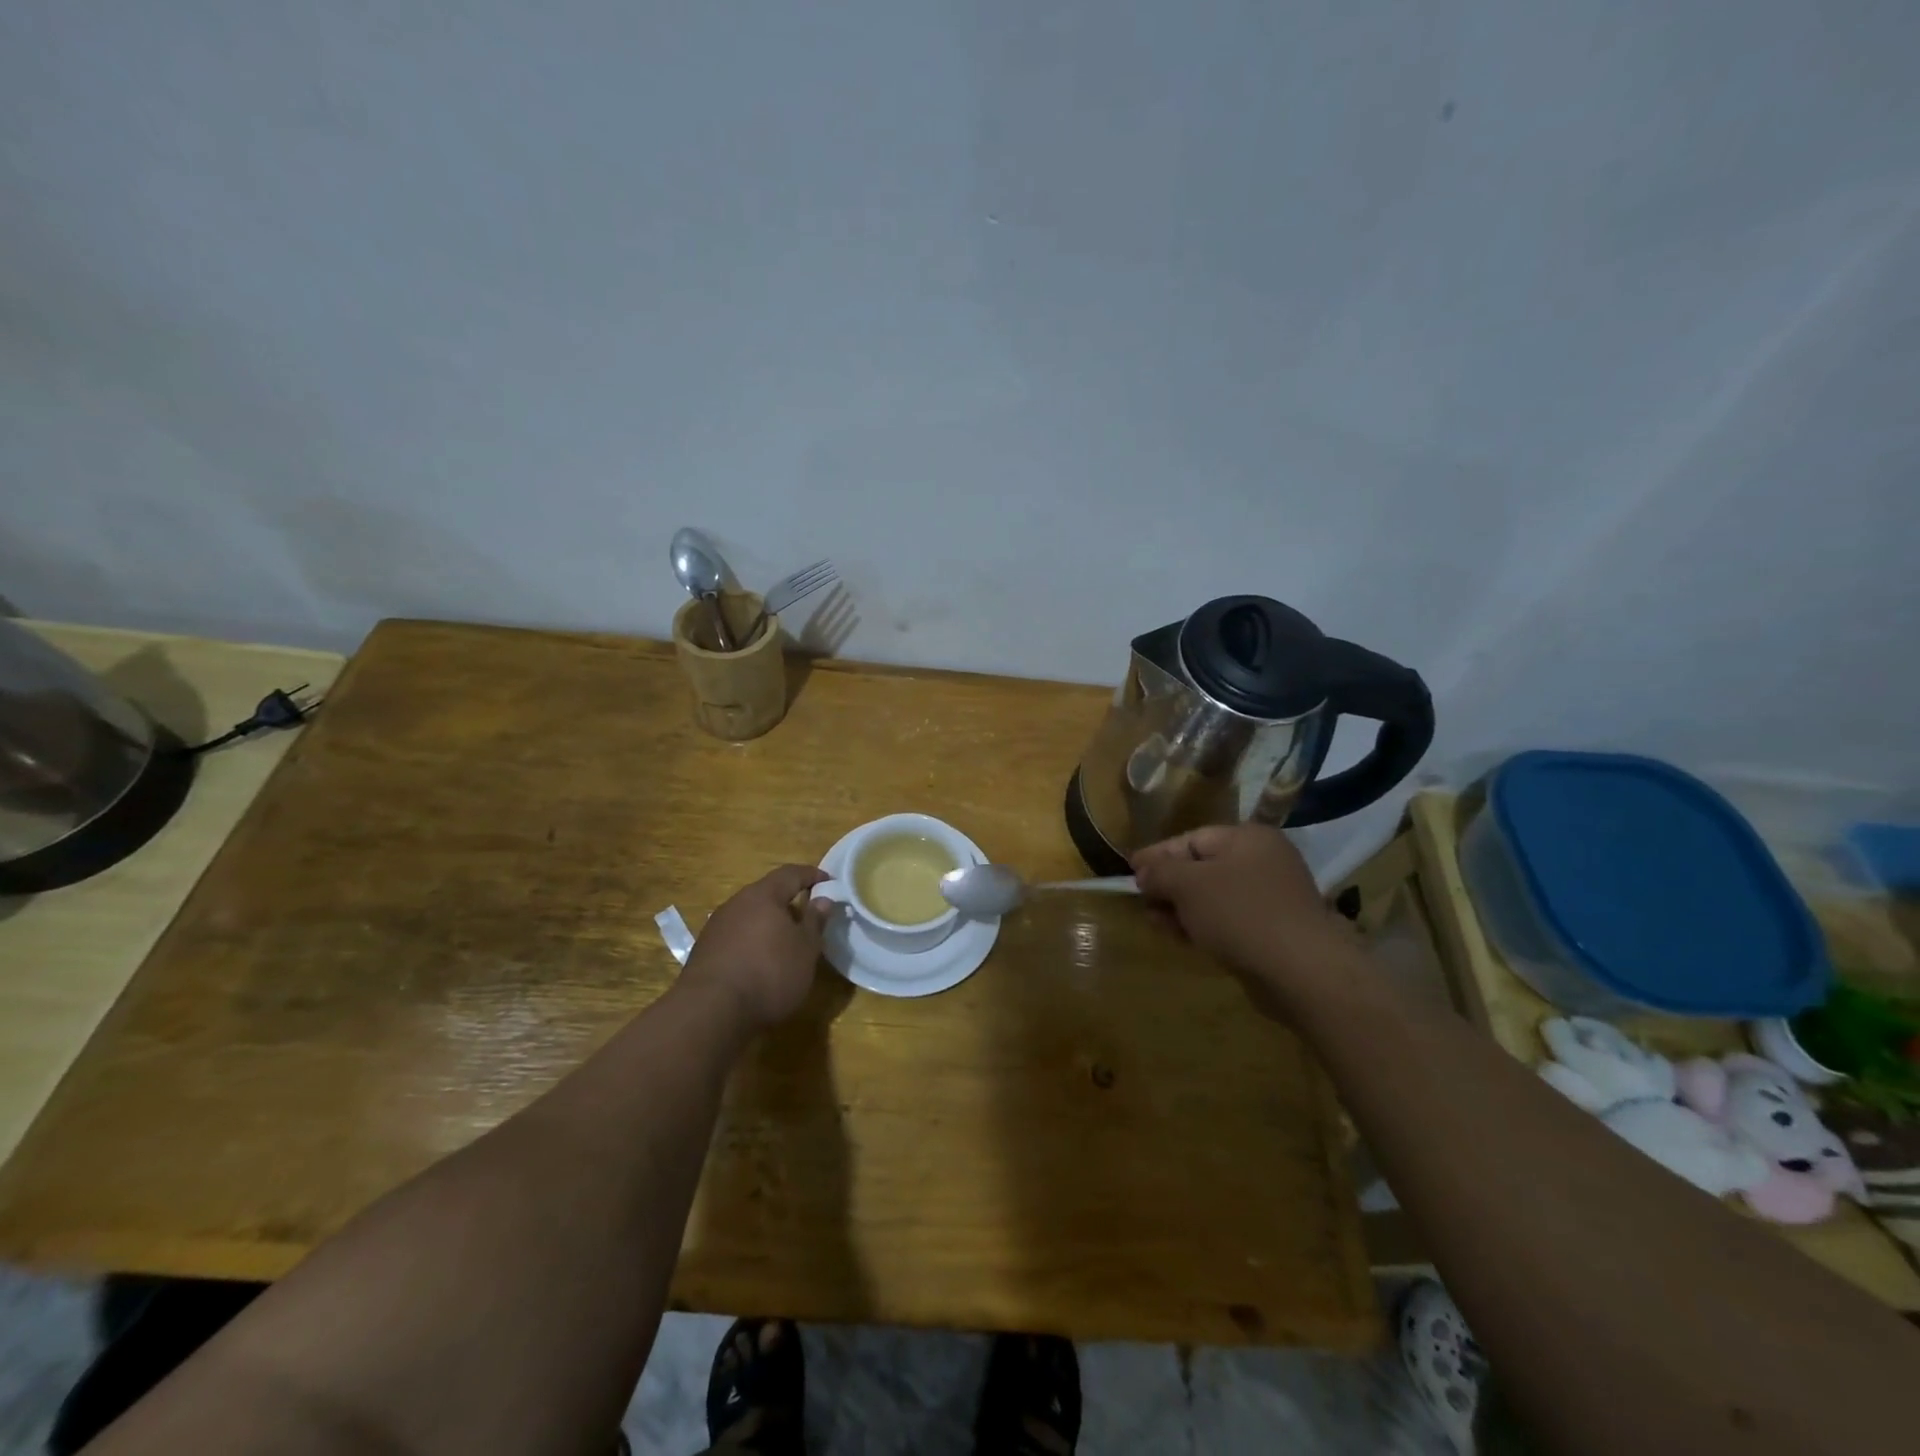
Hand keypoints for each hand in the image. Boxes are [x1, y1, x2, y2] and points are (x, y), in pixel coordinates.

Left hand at [682, 865, 832, 1031]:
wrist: (710, 1011)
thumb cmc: (769, 973)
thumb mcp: (805, 950)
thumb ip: (815, 921)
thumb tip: (823, 899)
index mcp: (763, 895)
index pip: (790, 873)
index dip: (811, 875)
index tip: (829, 881)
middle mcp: (736, 903)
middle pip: (766, 893)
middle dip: (788, 900)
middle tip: (808, 914)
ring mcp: (716, 927)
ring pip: (749, 915)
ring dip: (769, 923)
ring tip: (786, 941)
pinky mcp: (704, 951)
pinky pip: (736, 935)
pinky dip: (752, 941)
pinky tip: (760, 961)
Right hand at [1131, 824, 1354, 1017]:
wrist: (1302, 971)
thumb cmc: (1240, 914)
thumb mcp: (1189, 885)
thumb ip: (1160, 873)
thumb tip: (1143, 872)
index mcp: (1248, 838)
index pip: (1191, 839)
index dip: (1157, 855)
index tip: (1130, 871)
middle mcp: (1264, 861)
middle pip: (1202, 867)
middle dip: (1169, 885)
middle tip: (1142, 902)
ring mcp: (1272, 897)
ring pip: (1214, 897)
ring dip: (1182, 909)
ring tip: (1156, 923)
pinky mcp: (1274, 930)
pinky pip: (1229, 920)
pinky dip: (1204, 926)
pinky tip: (1183, 939)